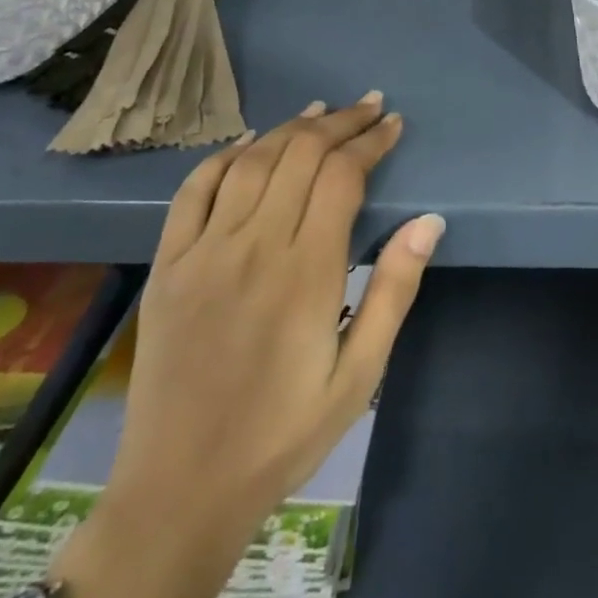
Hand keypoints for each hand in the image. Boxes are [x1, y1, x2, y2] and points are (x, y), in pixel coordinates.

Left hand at [48, 95, 444, 597]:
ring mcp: (204, 252)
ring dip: (290, 128)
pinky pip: (193, 191)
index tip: (394, 124)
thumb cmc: (284, 434)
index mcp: (306, 272)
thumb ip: (394, 290)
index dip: (371, 142)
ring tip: (321, 111)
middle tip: (369, 106)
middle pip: (300, 155)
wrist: (181, 491)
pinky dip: (223, 156)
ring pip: (252, 162)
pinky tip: (247, 141)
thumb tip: (429, 221)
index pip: (342, 177)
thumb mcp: (360, 374)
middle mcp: (253, 247)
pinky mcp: (168, 265)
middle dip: (341, 122)